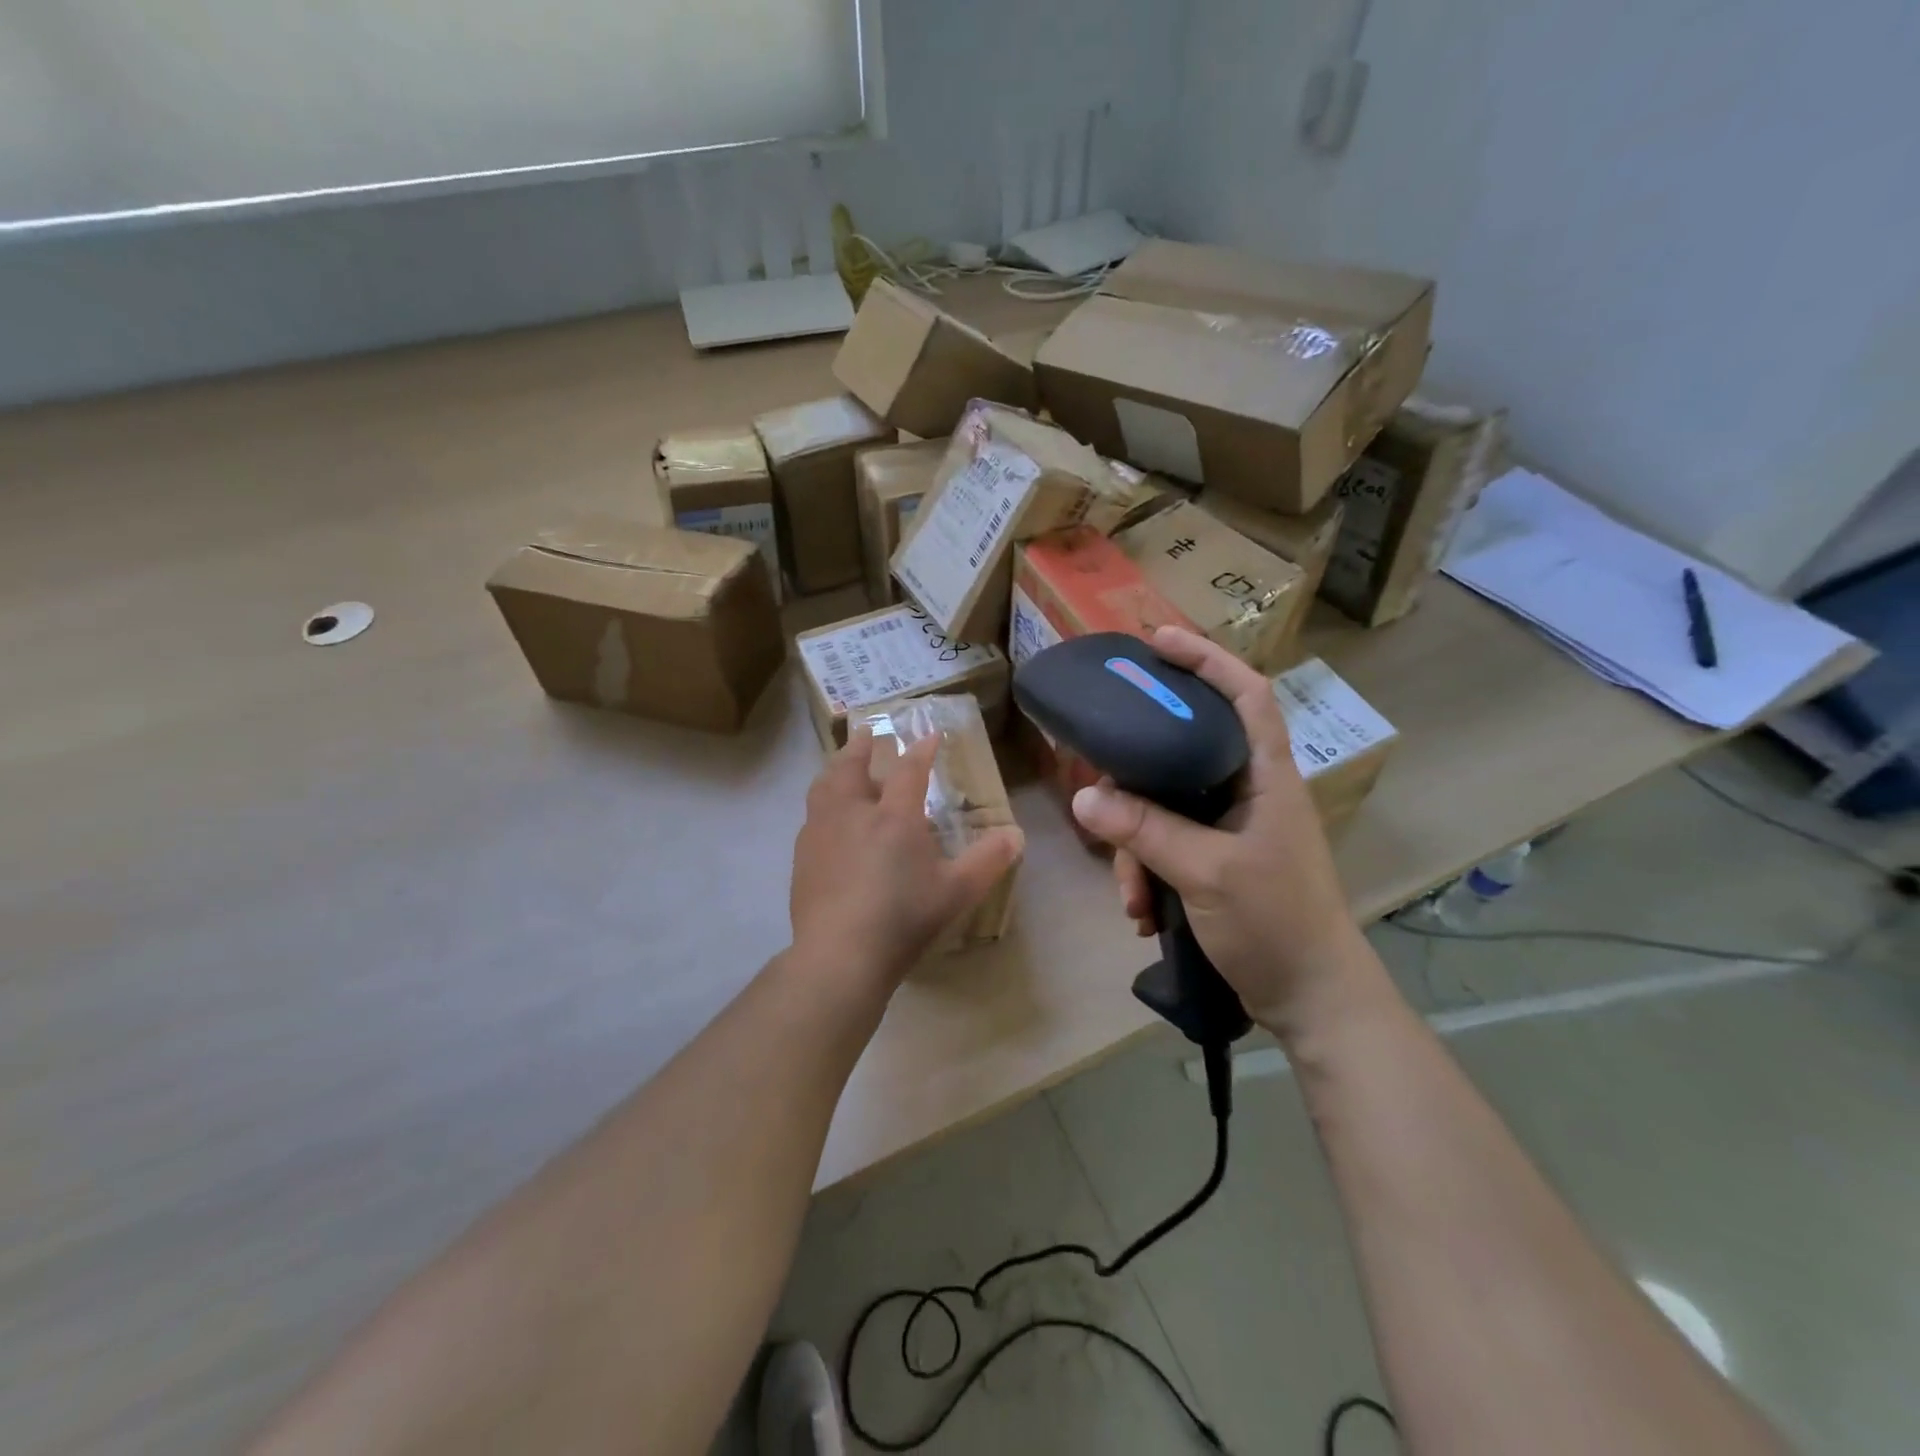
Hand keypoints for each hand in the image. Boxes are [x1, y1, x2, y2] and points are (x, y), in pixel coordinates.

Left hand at [790, 727, 1024, 984]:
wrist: (840, 954)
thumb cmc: (903, 918)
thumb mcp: (957, 892)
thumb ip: (988, 860)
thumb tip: (1017, 835)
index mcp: (894, 817)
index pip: (909, 769)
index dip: (922, 750)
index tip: (930, 735)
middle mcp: (853, 813)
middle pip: (852, 766)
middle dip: (862, 746)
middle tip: (867, 731)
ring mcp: (821, 833)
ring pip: (824, 786)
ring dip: (835, 768)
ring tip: (840, 764)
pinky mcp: (802, 857)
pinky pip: (811, 816)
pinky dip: (821, 803)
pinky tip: (824, 818)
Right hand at [1070, 626, 1366, 1035]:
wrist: (1311, 1001)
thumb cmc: (1277, 923)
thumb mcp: (1208, 873)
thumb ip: (1147, 831)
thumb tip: (1085, 798)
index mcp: (1264, 776)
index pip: (1245, 694)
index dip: (1207, 659)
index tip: (1157, 641)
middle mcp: (1245, 791)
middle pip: (1181, 752)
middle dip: (1136, 780)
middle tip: (1099, 785)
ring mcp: (1228, 828)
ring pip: (1163, 808)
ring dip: (1136, 848)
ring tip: (1132, 896)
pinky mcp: (1213, 861)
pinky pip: (1164, 847)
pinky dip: (1147, 873)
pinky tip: (1142, 912)